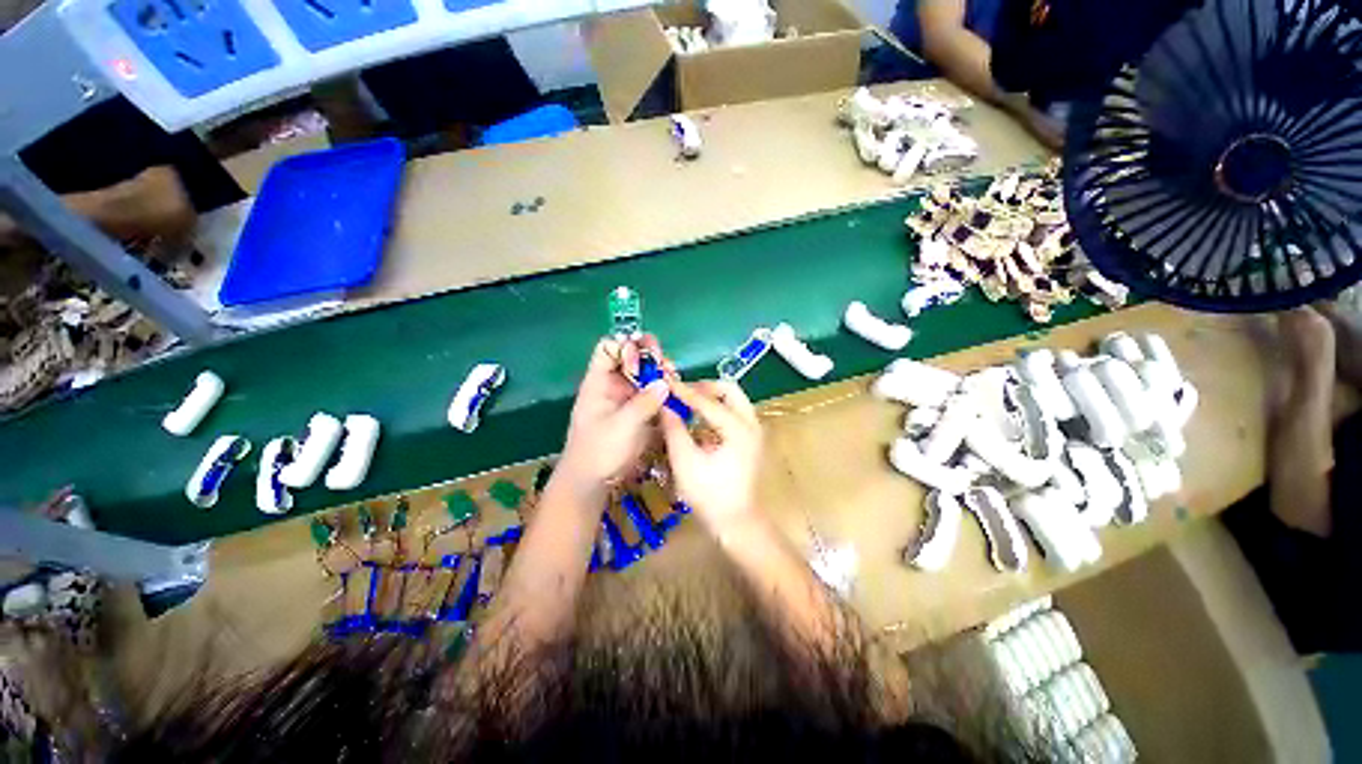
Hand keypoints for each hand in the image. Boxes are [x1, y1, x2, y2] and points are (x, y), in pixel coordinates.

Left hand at [556, 336, 673, 498]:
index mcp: (599, 382)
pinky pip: (653, 392)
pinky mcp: (639, 410)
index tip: (642, 362)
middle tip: (666, 366)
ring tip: (674, 378)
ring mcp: (627, 397)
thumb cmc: (599, 451)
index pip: (609, 348)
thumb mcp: (621, 426)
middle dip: (650, 356)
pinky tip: (675, 393)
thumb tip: (664, 382)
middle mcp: (614, 384)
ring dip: (660, 372)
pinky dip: (664, 390)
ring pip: (645, 374)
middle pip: (631, 356)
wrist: (593, 481)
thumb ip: (644, 403)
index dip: (625, 347)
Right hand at [659, 380, 762, 534]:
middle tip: (682, 393)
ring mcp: (753, 431)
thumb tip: (665, 406)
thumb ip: (674, 430)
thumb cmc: (710, 496)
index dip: (685, 392)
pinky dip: (716, 409)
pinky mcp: (750, 440)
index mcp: (738, 429)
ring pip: (733, 400)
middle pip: (730, 390)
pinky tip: (697, 420)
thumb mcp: (685, 462)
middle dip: (705, 387)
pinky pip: (733, 412)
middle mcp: (751, 424)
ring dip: (711, 397)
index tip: (666, 384)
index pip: (708, 401)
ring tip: (687, 404)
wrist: (736, 523)